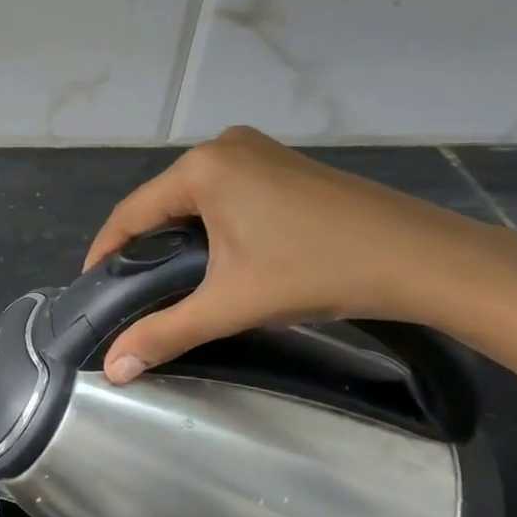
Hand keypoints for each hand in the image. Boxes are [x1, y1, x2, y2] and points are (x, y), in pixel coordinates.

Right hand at [85, 125, 515, 382]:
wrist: (424, 259)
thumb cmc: (317, 272)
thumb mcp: (232, 305)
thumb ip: (165, 333)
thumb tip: (113, 370)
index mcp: (202, 168)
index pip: (131, 212)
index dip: (105, 252)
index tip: (92, 287)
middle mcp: (223, 147)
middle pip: (162, 202)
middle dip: (143, 246)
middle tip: (133, 290)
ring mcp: (258, 150)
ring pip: (195, 197)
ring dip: (177, 234)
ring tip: (170, 278)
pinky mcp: (284, 163)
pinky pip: (226, 191)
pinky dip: (211, 222)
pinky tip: (219, 254)